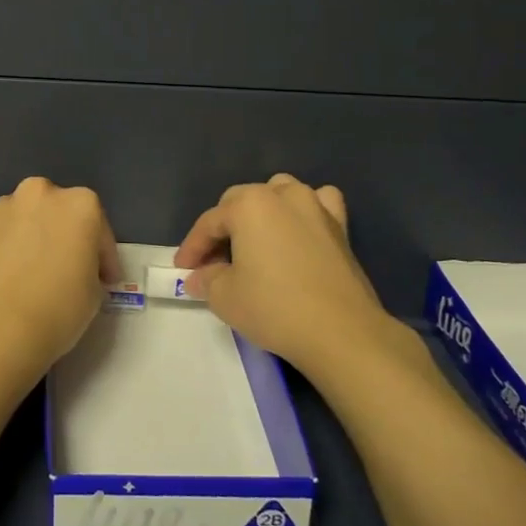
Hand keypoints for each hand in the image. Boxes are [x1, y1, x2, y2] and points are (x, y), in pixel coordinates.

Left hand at [0, 177, 118, 383]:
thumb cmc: (58, 309)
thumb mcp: (94, 292)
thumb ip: (89, 268)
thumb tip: (76, 269)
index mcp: (80, 204)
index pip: (99, 230)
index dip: (103, 258)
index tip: (103, 281)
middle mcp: (41, 193)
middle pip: (58, 213)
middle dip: (63, 235)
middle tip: (63, 268)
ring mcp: (4, 206)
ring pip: (25, 218)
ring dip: (31, 237)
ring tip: (28, 272)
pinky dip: (4, 247)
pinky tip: (4, 275)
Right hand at [174, 173, 392, 374]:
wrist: (342, 332)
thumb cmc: (275, 308)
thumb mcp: (224, 297)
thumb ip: (206, 280)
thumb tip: (199, 277)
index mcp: (248, 205)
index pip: (209, 222)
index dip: (192, 247)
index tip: (183, 270)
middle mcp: (281, 194)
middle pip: (240, 202)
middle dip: (223, 229)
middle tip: (214, 263)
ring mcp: (315, 206)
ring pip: (279, 193)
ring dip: (262, 212)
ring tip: (254, 241)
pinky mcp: (341, 226)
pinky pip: (319, 204)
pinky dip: (305, 212)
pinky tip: (299, 230)